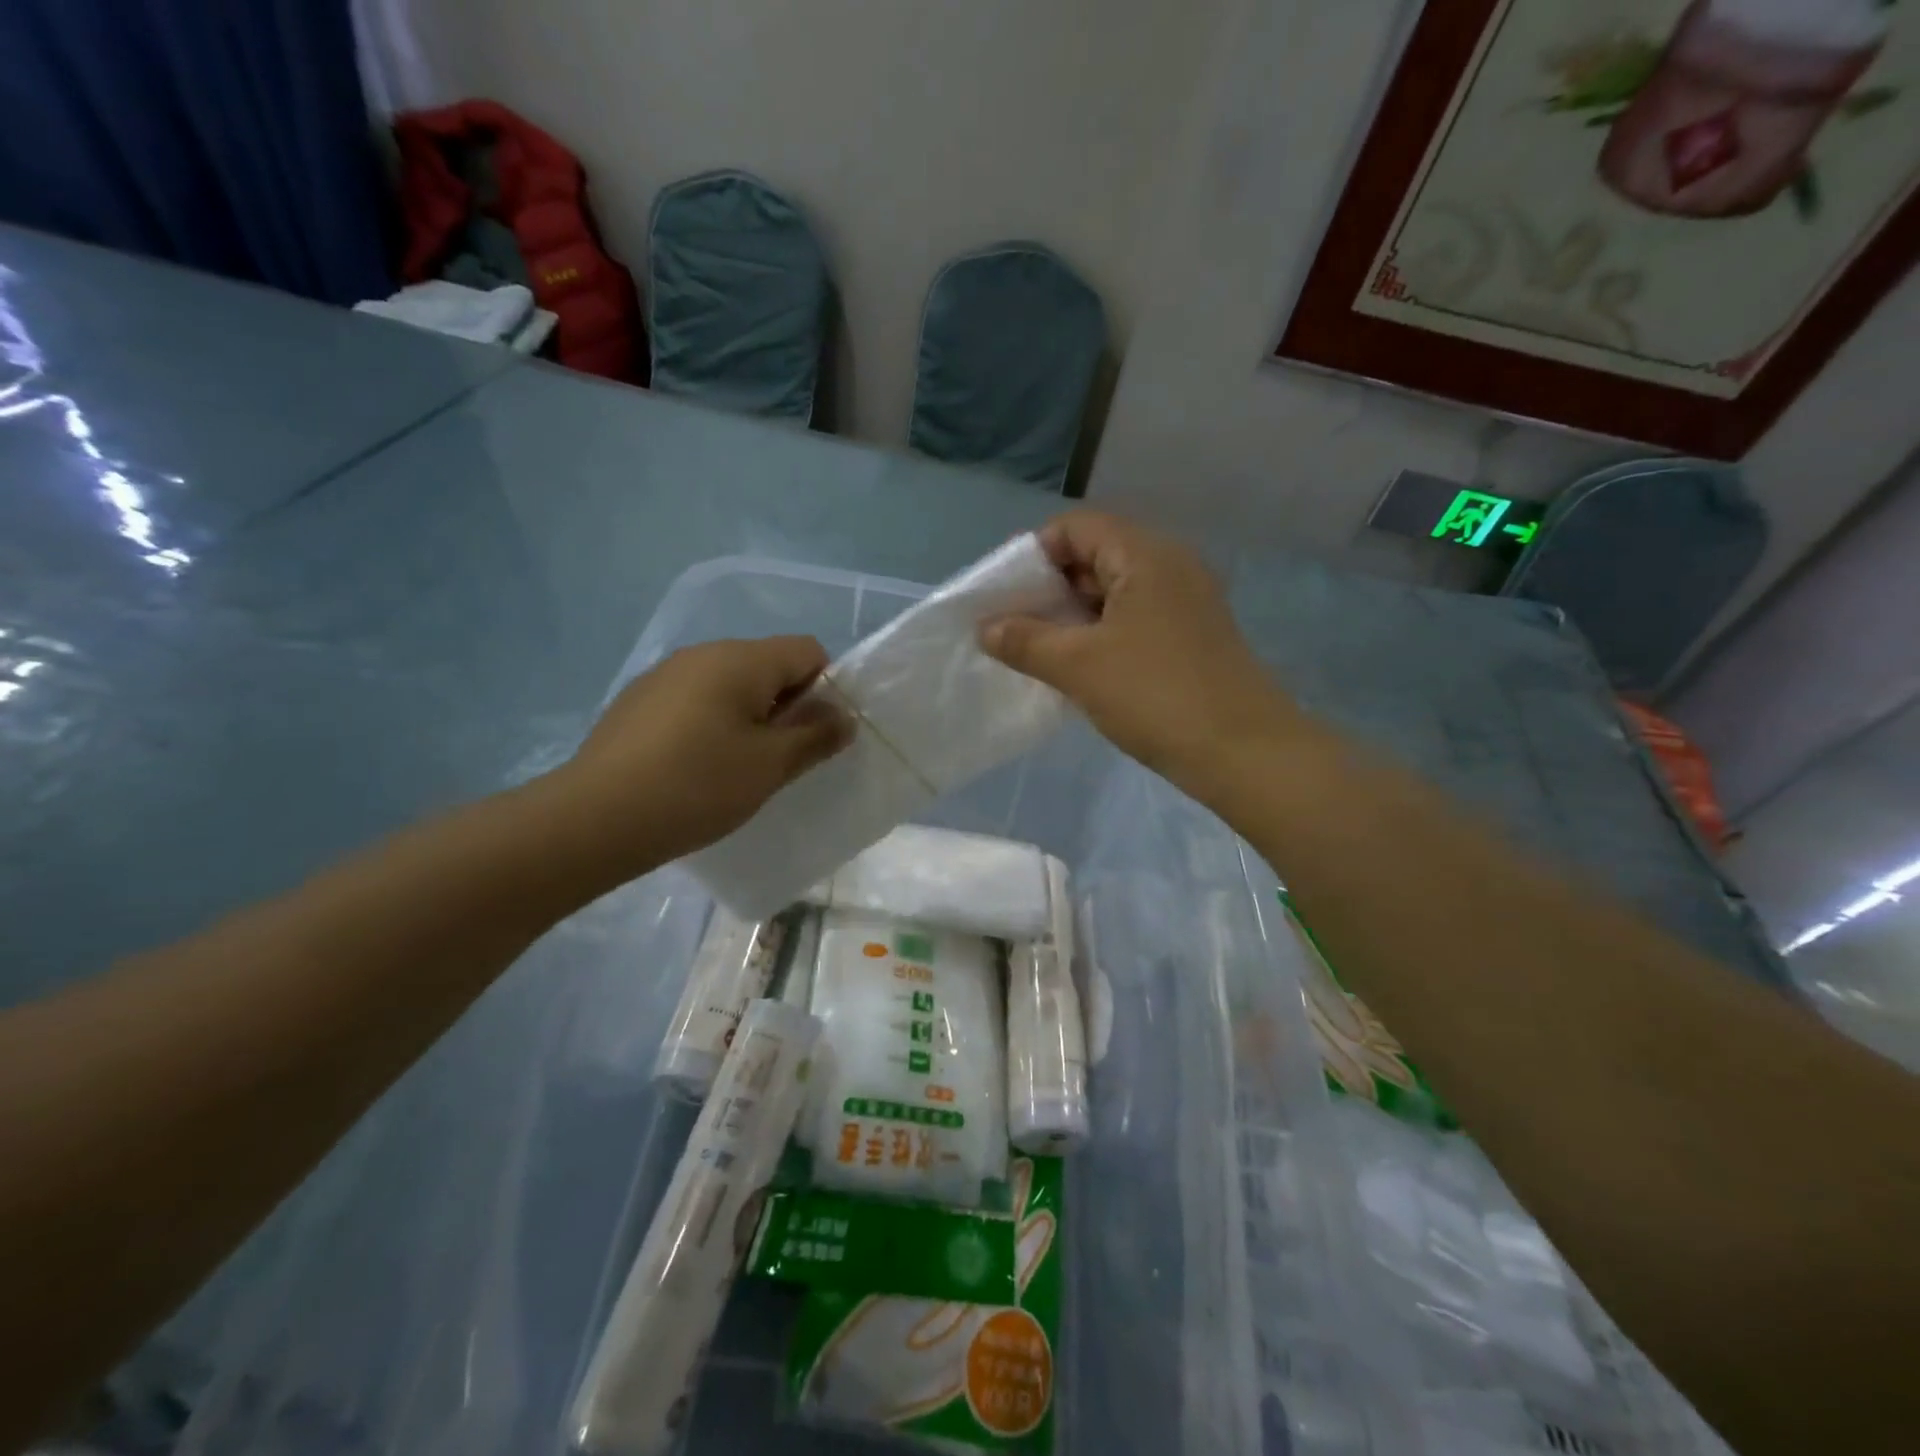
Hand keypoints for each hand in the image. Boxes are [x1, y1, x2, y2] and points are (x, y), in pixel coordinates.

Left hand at [547, 637, 852, 881]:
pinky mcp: (638, 702)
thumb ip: (815, 736)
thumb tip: (843, 716)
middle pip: (768, 665)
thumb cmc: (697, 786)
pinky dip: (711, 724)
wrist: (595, 818)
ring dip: (748, 717)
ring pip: (730, 685)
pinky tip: (694, 768)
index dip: (825, 689)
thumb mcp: (770, 765)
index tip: (813, 736)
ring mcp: (664, 675)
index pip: (807, 650)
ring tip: (736, 768)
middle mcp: (702, 653)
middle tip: (778, 759)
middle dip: (786, 706)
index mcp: (740, 659)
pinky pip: (695, 701)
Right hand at [981, 512, 1306, 799]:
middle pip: (1096, 555)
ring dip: (1072, 615)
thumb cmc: (1156, 695)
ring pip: (1114, 592)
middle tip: (1013, 624)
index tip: (1004, 593)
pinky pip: (1132, 620)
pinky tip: (1075, 667)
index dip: (1034, 553)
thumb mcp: (1079, 666)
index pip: (1077, 527)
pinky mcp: (1190, 637)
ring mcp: (1185, 603)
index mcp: (1146, 555)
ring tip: (1035, 649)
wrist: (1243, 752)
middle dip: (1049, 587)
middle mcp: (1170, 566)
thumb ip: (1025, 640)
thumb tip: (985, 627)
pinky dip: (1099, 634)